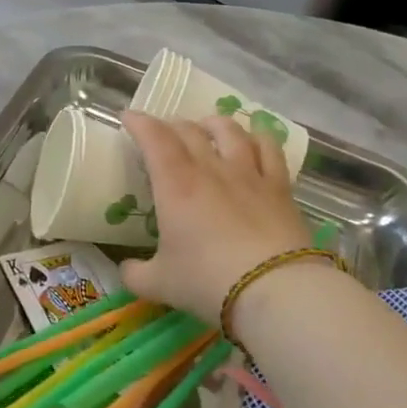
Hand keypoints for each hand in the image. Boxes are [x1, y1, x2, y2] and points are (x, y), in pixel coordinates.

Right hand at [119, 111, 310, 322]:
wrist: (275, 290)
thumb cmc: (207, 281)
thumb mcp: (159, 284)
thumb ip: (136, 274)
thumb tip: (126, 268)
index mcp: (175, 185)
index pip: (154, 138)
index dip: (139, 123)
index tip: (128, 117)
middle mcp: (211, 169)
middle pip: (189, 131)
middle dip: (171, 125)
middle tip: (162, 132)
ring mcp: (249, 174)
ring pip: (230, 131)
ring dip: (213, 123)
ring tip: (207, 126)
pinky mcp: (280, 187)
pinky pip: (269, 149)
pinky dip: (257, 138)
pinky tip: (253, 140)